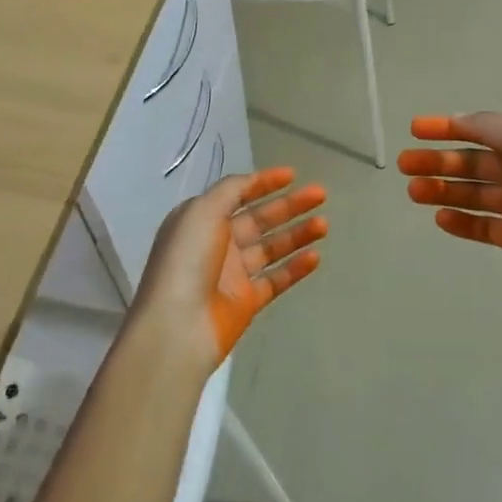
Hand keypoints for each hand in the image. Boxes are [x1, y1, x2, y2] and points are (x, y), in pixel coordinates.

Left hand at [130, 167, 328, 370]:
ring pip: (271, 248)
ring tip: (324, 224)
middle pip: (259, 219)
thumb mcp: (202, 210)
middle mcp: (216, 243)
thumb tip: (252, 181)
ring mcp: (232, 274)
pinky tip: (316, 256)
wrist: (177, 326)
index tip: (292, 175)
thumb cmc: (187, 260)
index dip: (263, 183)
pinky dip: (295, 268)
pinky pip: (276, 280)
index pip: (237, 194)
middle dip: (289, 206)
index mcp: (201, 219)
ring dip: (297, 234)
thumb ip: (231, 191)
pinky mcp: (245, 302)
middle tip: (320, 194)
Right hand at [398, 114, 501, 288]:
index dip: (447, 127)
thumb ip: (488, 126)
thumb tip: (458, 119)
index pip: (479, 129)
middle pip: (471, 163)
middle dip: (437, 161)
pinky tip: (439, 218)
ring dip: (442, 190)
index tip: (414, 129)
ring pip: (472, 194)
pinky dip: (461, 222)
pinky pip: (483, 227)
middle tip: (404, 164)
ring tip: (413, 191)